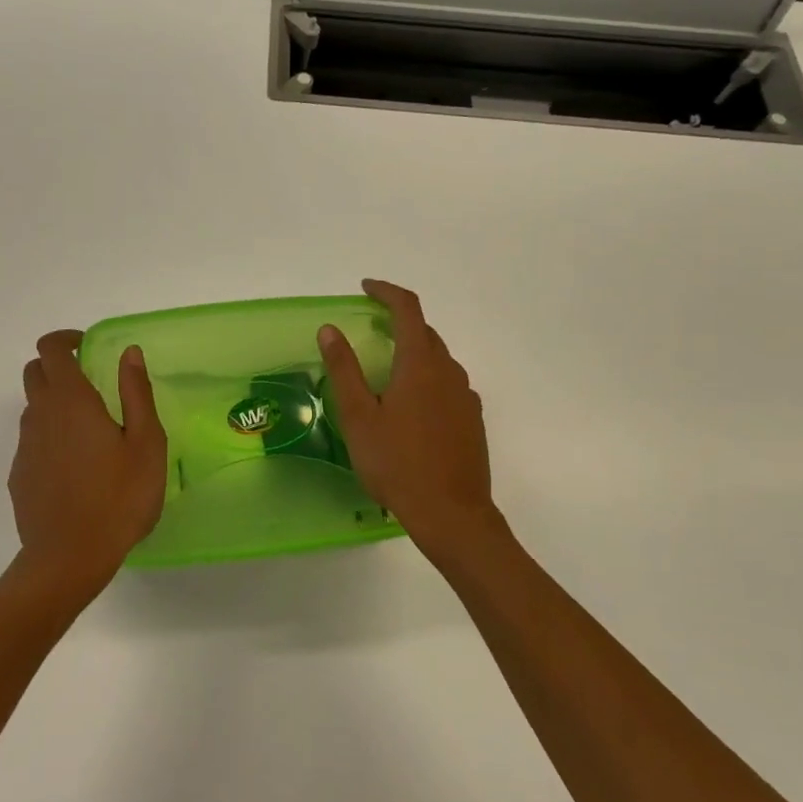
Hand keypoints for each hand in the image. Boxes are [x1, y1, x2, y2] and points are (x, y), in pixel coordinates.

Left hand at [7, 330, 167, 600]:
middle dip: (57, 366)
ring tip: (90, 431)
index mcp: (71, 401)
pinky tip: (75, 467)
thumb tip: (129, 352)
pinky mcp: (19, 474)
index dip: (66, 339)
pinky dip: (49, 437)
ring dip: (54, 403)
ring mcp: (25, 446)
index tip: (88, 348)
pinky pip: (32, 440)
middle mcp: (40, 415)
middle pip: (35, 372)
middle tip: (90, 384)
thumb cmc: (119, 498)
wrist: (69, 558)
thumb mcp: (145, 443)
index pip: (51, 349)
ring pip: (33, 407)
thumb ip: (136, 392)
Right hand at [319, 280, 498, 559]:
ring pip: (438, 359)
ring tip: (386, 370)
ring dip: (413, 351)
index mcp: (420, 364)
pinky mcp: (472, 419)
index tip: (365, 288)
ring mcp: (465, 396)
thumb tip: (330, 329)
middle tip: (369, 328)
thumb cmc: (397, 463)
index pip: (408, 309)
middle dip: (398, 321)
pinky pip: (448, 384)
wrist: (451, 513)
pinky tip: (411, 406)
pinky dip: (427, 378)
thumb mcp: (359, 416)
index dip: (386, 292)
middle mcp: (448, 371)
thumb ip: (344, 369)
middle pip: (424, 332)